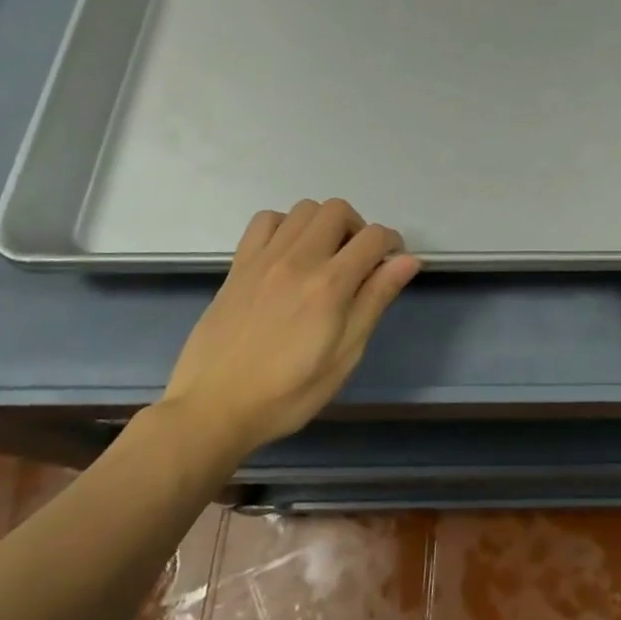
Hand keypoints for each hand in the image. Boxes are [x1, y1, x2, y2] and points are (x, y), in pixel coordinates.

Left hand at [161, 200, 418, 459]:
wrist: (213, 409)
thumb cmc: (288, 392)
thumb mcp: (345, 355)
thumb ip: (375, 300)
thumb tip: (407, 260)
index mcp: (330, 285)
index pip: (373, 237)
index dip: (392, 244)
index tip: (391, 263)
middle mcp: (298, 260)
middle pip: (338, 210)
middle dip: (358, 228)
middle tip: (358, 260)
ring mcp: (264, 259)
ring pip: (304, 209)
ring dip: (323, 224)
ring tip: (324, 255)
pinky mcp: (239, 265)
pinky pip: (266, 220)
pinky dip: (285, 225)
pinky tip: (288, 253)